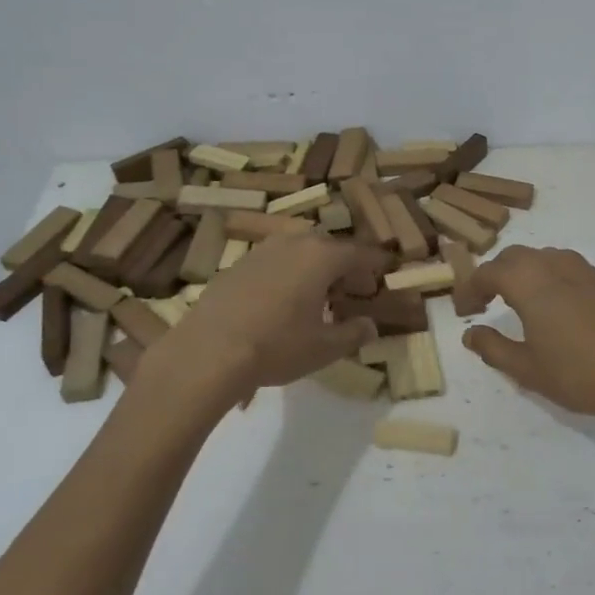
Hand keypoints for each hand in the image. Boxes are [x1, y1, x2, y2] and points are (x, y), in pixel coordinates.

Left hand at [165, 233, 387, 395]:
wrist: (208, 351)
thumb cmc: (277, 346)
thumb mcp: (324, 348)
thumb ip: (353, 333)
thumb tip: (370, 326)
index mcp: (321, 256)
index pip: (359, 253)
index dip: (375, 263)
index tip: (386, 272)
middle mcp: (293, 243)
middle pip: (328, 247)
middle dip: (344, 266)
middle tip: (352, 290)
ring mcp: (261, 251)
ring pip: (298, 251)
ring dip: (313, 268)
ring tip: (317, 297)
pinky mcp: (236, 265)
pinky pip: (274, 262)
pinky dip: (287, 274)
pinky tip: (282, 302)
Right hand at [461, 246, 594, 432]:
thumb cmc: (578, 374)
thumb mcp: (526, 368)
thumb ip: (493, 348)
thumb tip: (471, 333)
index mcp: (529, 281)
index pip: (488, 272)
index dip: (470, 290)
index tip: (465, 312)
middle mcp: (554, 265)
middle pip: (514, 257)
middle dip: (495, 275)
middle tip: (486, 303)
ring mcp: (585, 270)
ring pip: (543, 258)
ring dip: (524, 273)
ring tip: (519, 302)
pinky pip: (567, 268)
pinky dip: (549, 278)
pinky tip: (555, 307)